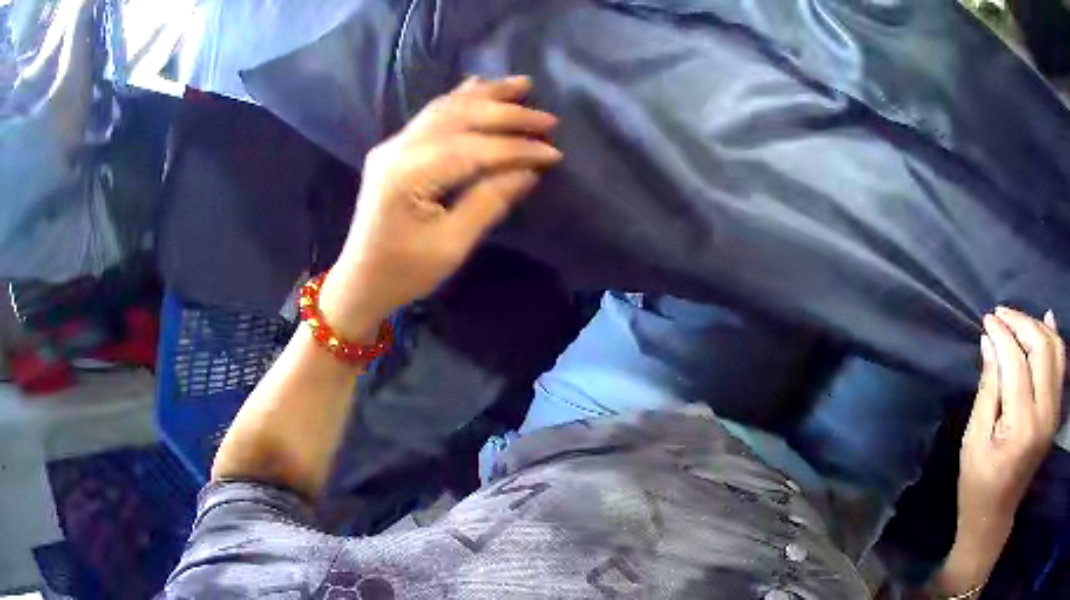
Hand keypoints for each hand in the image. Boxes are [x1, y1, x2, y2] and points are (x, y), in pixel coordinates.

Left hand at [319, 76, 561, 336]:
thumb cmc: (404, 272)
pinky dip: (460, 98)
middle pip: (460, 118)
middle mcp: (398, 149)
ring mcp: (393, 144)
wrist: (360, 280)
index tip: (553, 152)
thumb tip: (528, 171)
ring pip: (446, 107)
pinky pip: (432, 114)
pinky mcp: (395, 148)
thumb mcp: (451, 246)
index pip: (472, 149)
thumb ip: (489, 202)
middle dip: (507, 114)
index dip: (516, 149)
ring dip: (486, 94)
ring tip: (522, 84)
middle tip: (548, 119)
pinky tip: (479, 85)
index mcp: (408, 175)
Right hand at [958, 307, 1064, 537]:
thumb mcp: (974, 441)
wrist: (994, 518)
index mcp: (1022, 428)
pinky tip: (1047, 321)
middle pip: (1041, 348)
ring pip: (1055, 349)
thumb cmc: (977, 486)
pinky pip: (1060, 363)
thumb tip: (989, 342)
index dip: (1002, 336)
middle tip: (1001, 315)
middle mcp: (1045, 416)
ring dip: (1038, 327)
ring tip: (1018, 320)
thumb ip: (988, 388)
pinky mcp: (1056, 412)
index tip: (988, 320)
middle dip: (1021, 323)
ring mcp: (1054, 414)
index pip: (1017, 363)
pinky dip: (1054, 338)